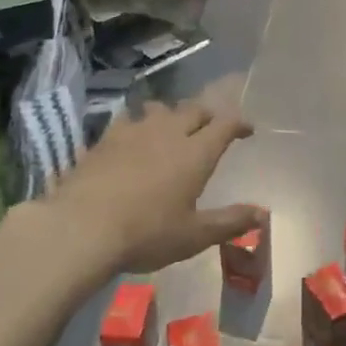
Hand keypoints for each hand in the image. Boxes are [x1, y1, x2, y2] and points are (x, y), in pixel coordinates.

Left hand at [47, 100, 263, 273]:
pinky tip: (131, 136)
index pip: (225, 124)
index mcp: (196, 153)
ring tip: (172, 126)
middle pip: (194, 109)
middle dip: (208, 115)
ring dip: (172, 114)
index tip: (247, 130)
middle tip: (212, 126)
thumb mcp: (193, 236)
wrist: (81, 227)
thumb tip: (263, 213)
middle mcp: (169, 132)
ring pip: (160, 109)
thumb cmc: (146, 234)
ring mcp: (134, 131)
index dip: (239, 123)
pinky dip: (137, 123)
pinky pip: (128, 119)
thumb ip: (230, 222)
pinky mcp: (106, 138)